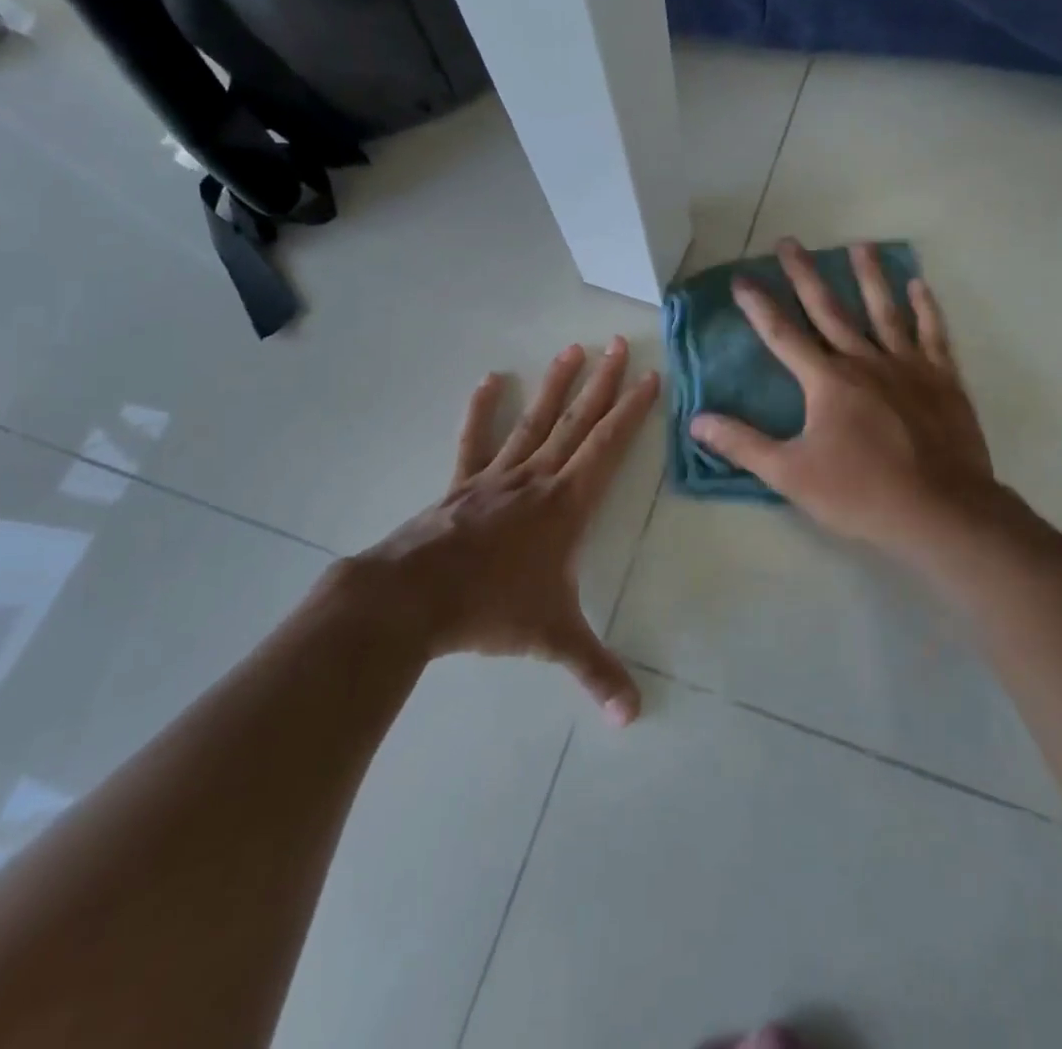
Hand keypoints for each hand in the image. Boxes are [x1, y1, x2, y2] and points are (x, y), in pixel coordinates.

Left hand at [339, 337, 658, 724]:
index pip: (610, 447)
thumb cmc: (491, 609)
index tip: (649, 376)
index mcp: (568, 504)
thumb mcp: (553, 638)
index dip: (632, 411)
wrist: (412, 599)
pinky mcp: (462, 485)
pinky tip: (491, 381)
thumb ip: (596, 671)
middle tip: (618, 342)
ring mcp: (497, 477)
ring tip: (573, 349)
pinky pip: (477, 440)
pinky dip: (484, 410)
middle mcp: (538, 479)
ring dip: (556, 385)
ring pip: (536, 421)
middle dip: (602, 383)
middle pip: (578, 421)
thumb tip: (634, 718)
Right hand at [689, 240, 997, 562]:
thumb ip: (743, 444)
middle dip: (805, 275)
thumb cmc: (861, 493)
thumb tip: (697, 421)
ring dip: (869, 277)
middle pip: (829, 310)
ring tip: (859, 245)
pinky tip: (919, 284)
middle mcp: (865, 362)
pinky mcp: (943, 380)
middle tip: (789, 242)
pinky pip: (933, 334)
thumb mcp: (791, 475)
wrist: (940, 511)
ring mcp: (908, 367)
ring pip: (884, 311)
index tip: (742, 278)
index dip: (759, 306)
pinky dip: (926, 308)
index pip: (783, 335)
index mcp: (827, 381)